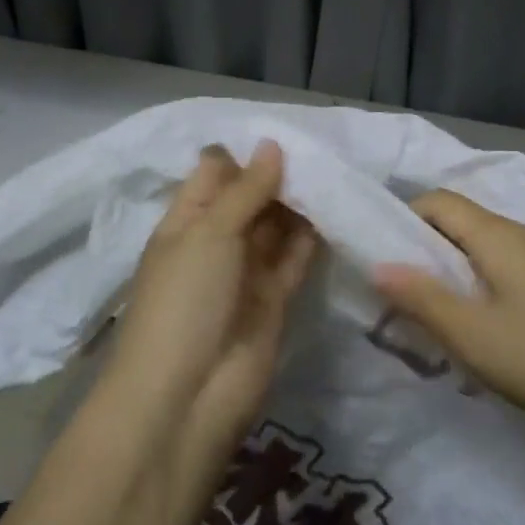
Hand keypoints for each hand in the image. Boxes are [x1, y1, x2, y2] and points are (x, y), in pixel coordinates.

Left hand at [105, 140, 317, 442]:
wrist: (188, 396)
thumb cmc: (185, 301)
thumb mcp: (208, 234)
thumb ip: (245, 190)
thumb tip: (272, 144)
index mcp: (186, 222)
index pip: (215, 174)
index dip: (246, 153)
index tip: (287, 128)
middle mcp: (215, 243)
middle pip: (250, 198)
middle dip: (281, 175)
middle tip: (325, 146)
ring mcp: (246, 273)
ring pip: (277, 227)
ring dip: (301, 204)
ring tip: (338, 170)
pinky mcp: (275, 300)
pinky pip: (296, 260)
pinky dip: (314, 238)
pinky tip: (339, 210)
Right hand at [374, 190, 524, 428]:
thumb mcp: (471, 334)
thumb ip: (421, 297)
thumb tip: (379, 265)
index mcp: (497, 235)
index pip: (438, 201)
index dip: (404, 220)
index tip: (385, 260)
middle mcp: (524, 233)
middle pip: (462, 223)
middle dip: (427, 252)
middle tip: (407, 298)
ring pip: (487, 249)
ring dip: (457, 273)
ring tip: (444, 319)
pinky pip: (511, 269)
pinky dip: (486, 286)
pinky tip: (491, 330)